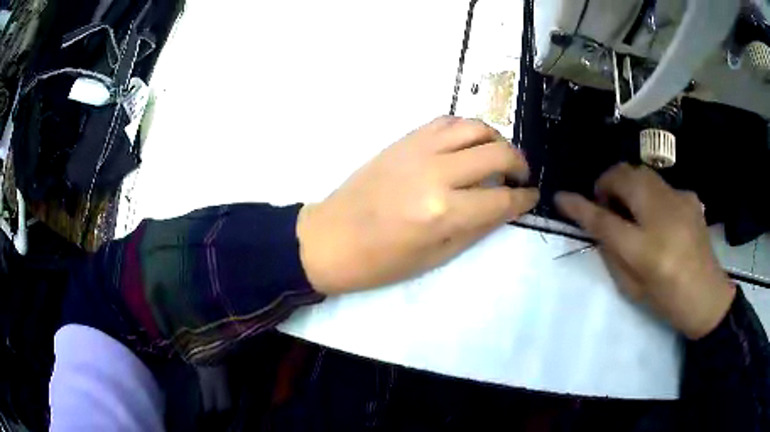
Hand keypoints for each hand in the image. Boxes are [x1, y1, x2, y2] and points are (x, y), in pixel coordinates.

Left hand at [297, 116, 538, 293]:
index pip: (502, 198)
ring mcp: (419, 149)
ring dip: (496, 140)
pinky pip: (447, 121)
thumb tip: (506, 205)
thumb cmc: (381, 261)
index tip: (532, 196)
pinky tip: (468, 145)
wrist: (331, 237)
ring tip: (498, 156)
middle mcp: (436, 173)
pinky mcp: (404, 139)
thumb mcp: (436, 256)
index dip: (524, 198)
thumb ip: (477, 227)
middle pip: (497, 154)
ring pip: (475, 127)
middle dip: (520, 164)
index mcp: (444, 212)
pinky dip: (467, 129)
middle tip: (520, 177)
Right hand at [555, 164, 734, 339]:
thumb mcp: (633, 289)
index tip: (561, 198)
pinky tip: (657, 214)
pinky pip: (660, 184)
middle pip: (624, 177)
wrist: (707, 296)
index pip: (604, 221)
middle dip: (606, 182)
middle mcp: (663, 216)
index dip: (579, 207)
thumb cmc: (668, 301)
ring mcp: (679, 200)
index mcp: (646, 250)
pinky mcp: (689, 196)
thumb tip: (600, 226)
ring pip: (641, 171)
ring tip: (628, 205)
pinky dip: (649, 193)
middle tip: (606, 203)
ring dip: (626, 182)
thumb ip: (612, 254)